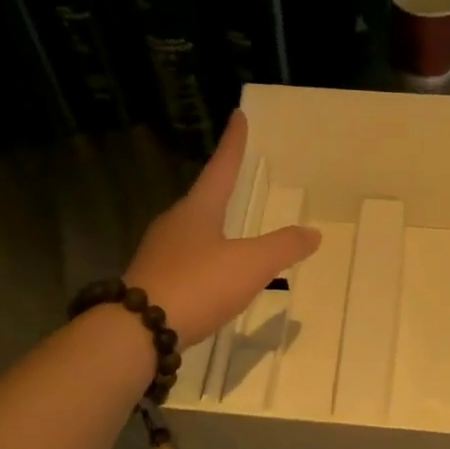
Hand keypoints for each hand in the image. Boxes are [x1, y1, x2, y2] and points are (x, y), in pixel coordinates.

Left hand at [125, 112, 321, 347]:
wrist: (136, 333)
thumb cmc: (198, 284)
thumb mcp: (250, 264)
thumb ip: (283, 247)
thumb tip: (312, 232)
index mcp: (197, 209)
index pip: (221, 167)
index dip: (233, 143)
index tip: (238, 116)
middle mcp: (174, 224)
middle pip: (203, 198)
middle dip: (221, 186)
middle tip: (239, 177)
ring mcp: (159, 253)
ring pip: (192, 230)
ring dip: (212, 225)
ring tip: (231, 227)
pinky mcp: (151, 281)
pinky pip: (185, 259)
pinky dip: (204, 257)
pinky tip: (212, 273)